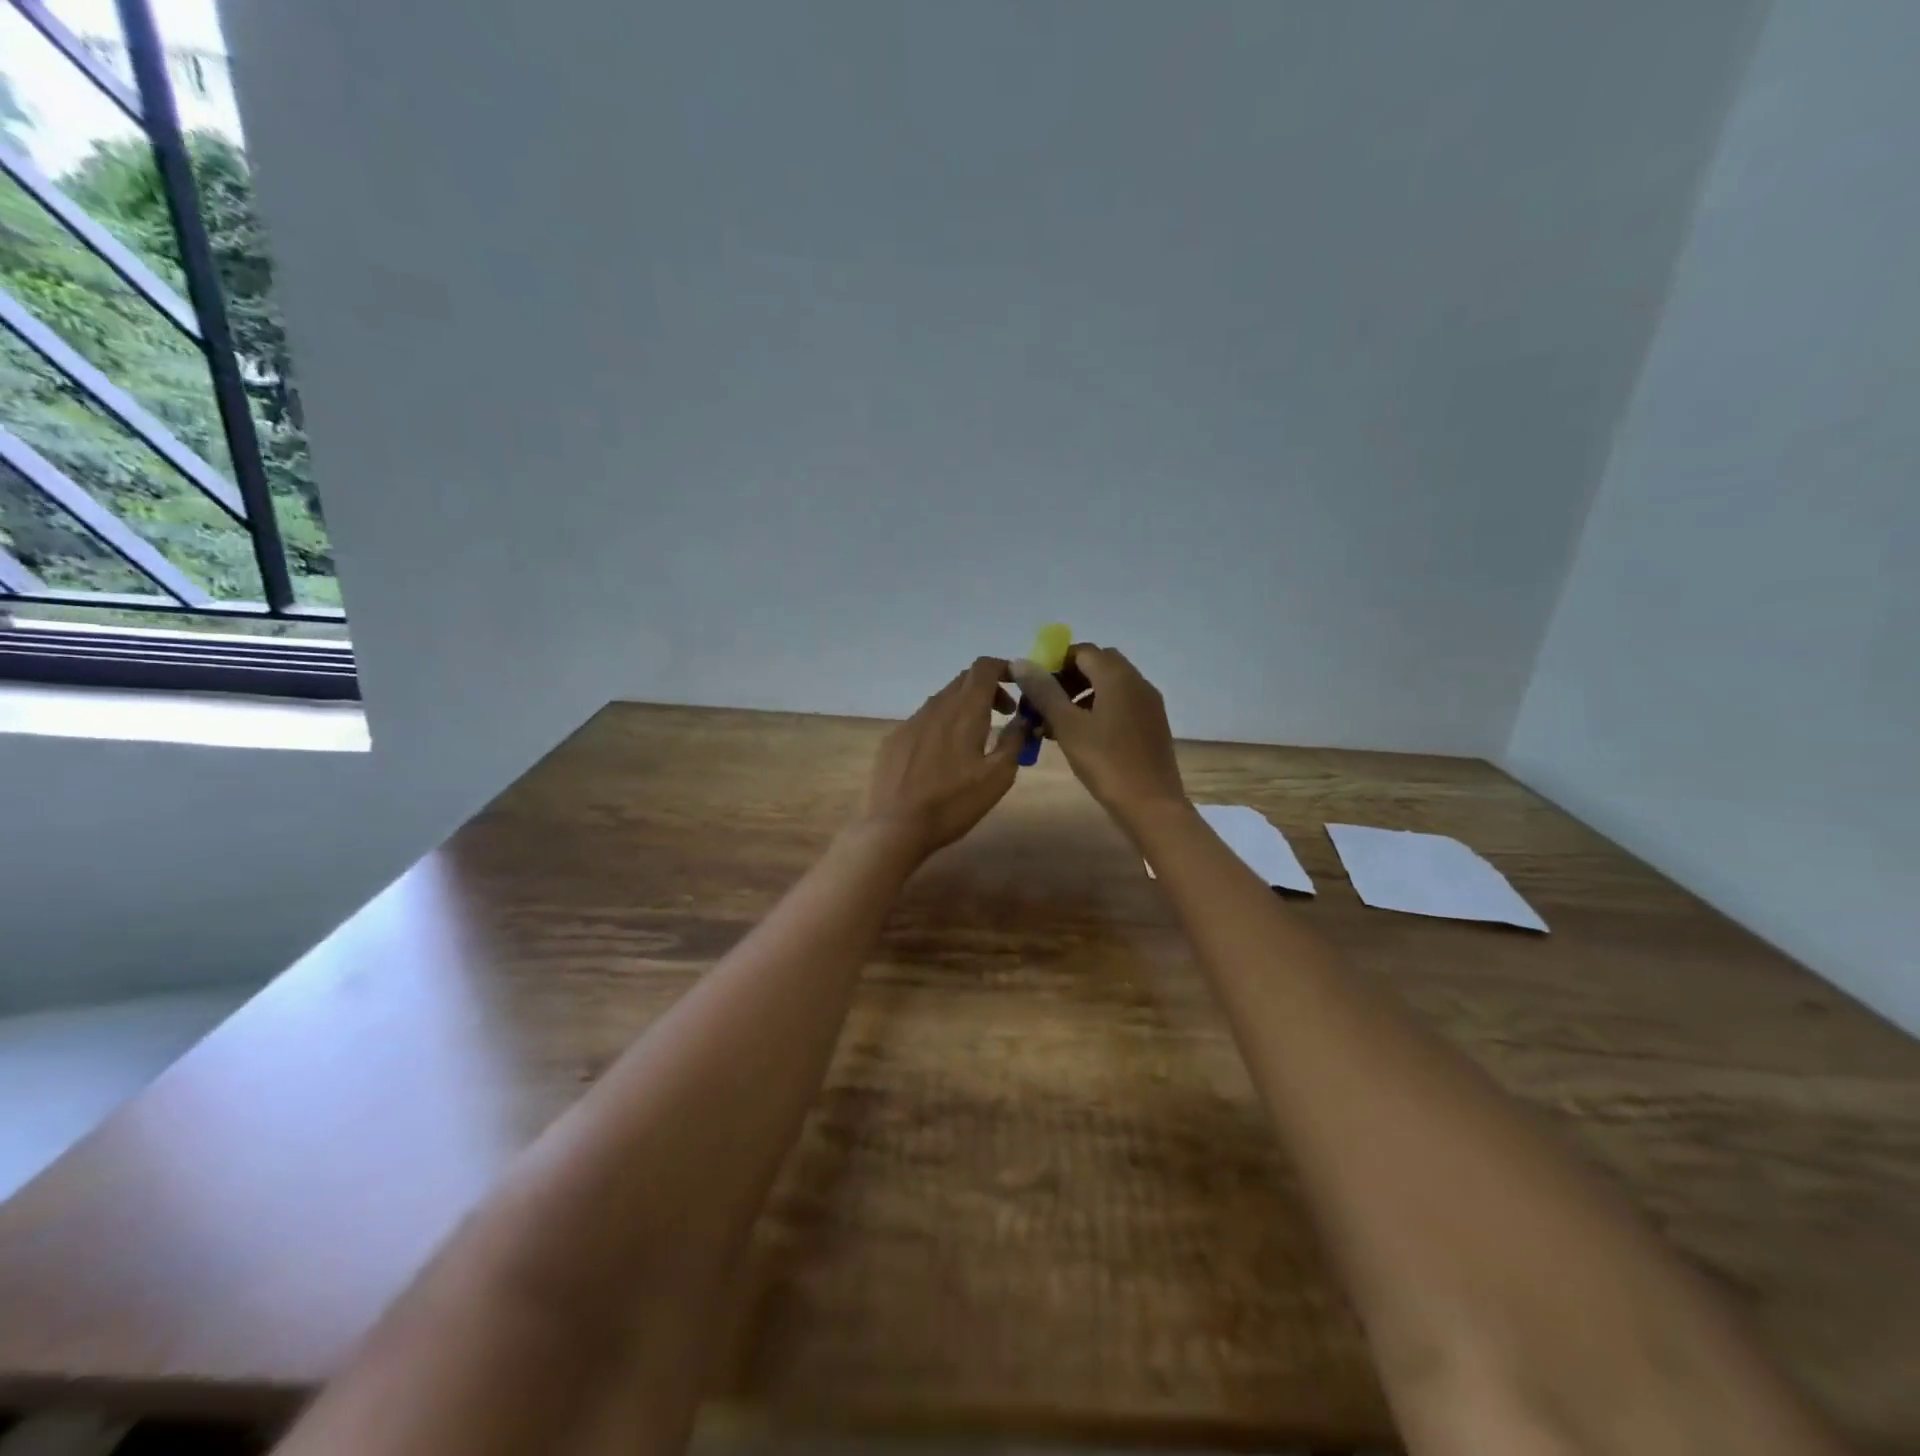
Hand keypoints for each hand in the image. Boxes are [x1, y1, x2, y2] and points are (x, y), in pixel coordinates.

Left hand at [860, 657, 1024, 858]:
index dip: (1004, 667)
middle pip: (964, 680)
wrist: (895, 826)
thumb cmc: (953, 803)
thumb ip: (1014, 741)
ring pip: (943, 700)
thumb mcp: (998, 776)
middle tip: (1004, 714)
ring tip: (975, 738)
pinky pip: (924, 720)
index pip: (984, 667)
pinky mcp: (894, 739)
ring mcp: (911, 721)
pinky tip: (942, 757)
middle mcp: (936, 707)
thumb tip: (1023, 720)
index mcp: (965, 710)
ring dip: (965, 707)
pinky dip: (942, 725)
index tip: (1019, 685)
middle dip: (989, 689)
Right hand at [1009, 644, 1185, 822]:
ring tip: (1055, 724)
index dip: (1055, 662)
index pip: (1082, 651)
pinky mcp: (1152, 725)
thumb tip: (1021, 662)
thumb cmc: (1106, 762)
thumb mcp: (1068, 726)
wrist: (1151, 805)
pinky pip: (1120, 705)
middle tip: (1043, 703)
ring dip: (1081, 696)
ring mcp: (1148, 704)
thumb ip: (1044, 691)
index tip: (1034, 685)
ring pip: (1109, 686)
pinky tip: (1080, 737)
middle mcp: (1137, 682)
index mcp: (1118, 676)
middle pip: (1098, 666)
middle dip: (1067, 679)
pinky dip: (1098, 710)